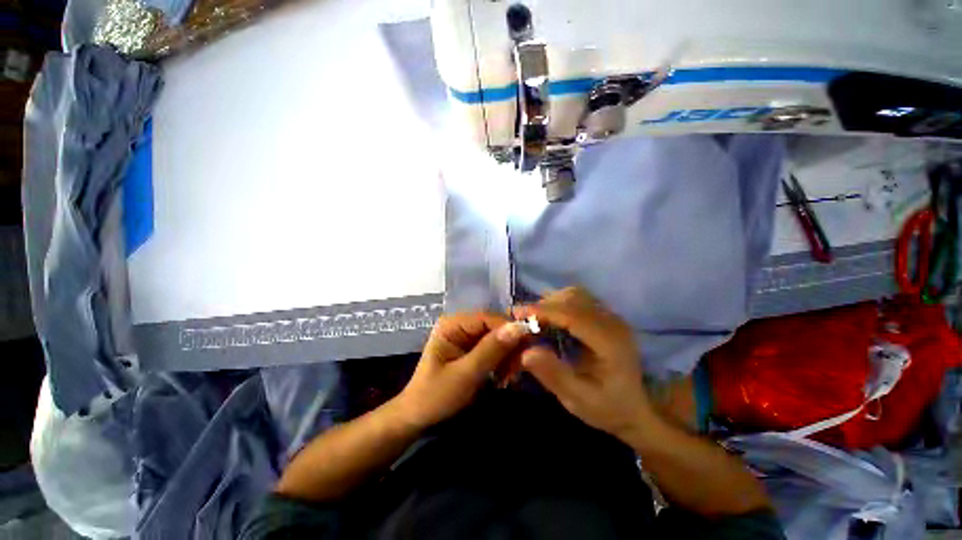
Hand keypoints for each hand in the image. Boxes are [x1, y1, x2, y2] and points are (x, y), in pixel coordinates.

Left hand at [394, 313, 527, 429]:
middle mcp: (461, 325)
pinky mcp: (472, 350)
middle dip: (509, 347)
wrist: (419, 418)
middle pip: (495, 327)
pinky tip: (504, 377)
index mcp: (453, 323)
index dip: (509, 328)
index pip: (488, 317)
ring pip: (498, 339)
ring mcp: (467, 337)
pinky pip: (495, 349)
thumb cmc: (436, 396)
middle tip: (517, 370)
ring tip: (510, 377)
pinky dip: (502, 362)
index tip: (528, 346)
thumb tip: (519, 327)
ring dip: (507, 357)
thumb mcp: (465, 374)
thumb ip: (491, 350)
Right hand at [514, 287, 654, 439]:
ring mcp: (611, 316)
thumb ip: (554, 375)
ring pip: (576, 294)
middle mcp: (613, 322)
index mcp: (609, 341)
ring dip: (551, 301)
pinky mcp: (606, 316)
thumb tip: (526, 353)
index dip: (543, 311)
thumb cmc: (607, 407)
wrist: (636, 409)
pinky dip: (559, 303)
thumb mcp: (578, 400)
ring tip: (533, 318)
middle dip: (543, 305)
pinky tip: (549, 317)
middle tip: (521, 318)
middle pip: (573, 298)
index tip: (517, 313)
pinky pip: (579, 299)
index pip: (572, 314)